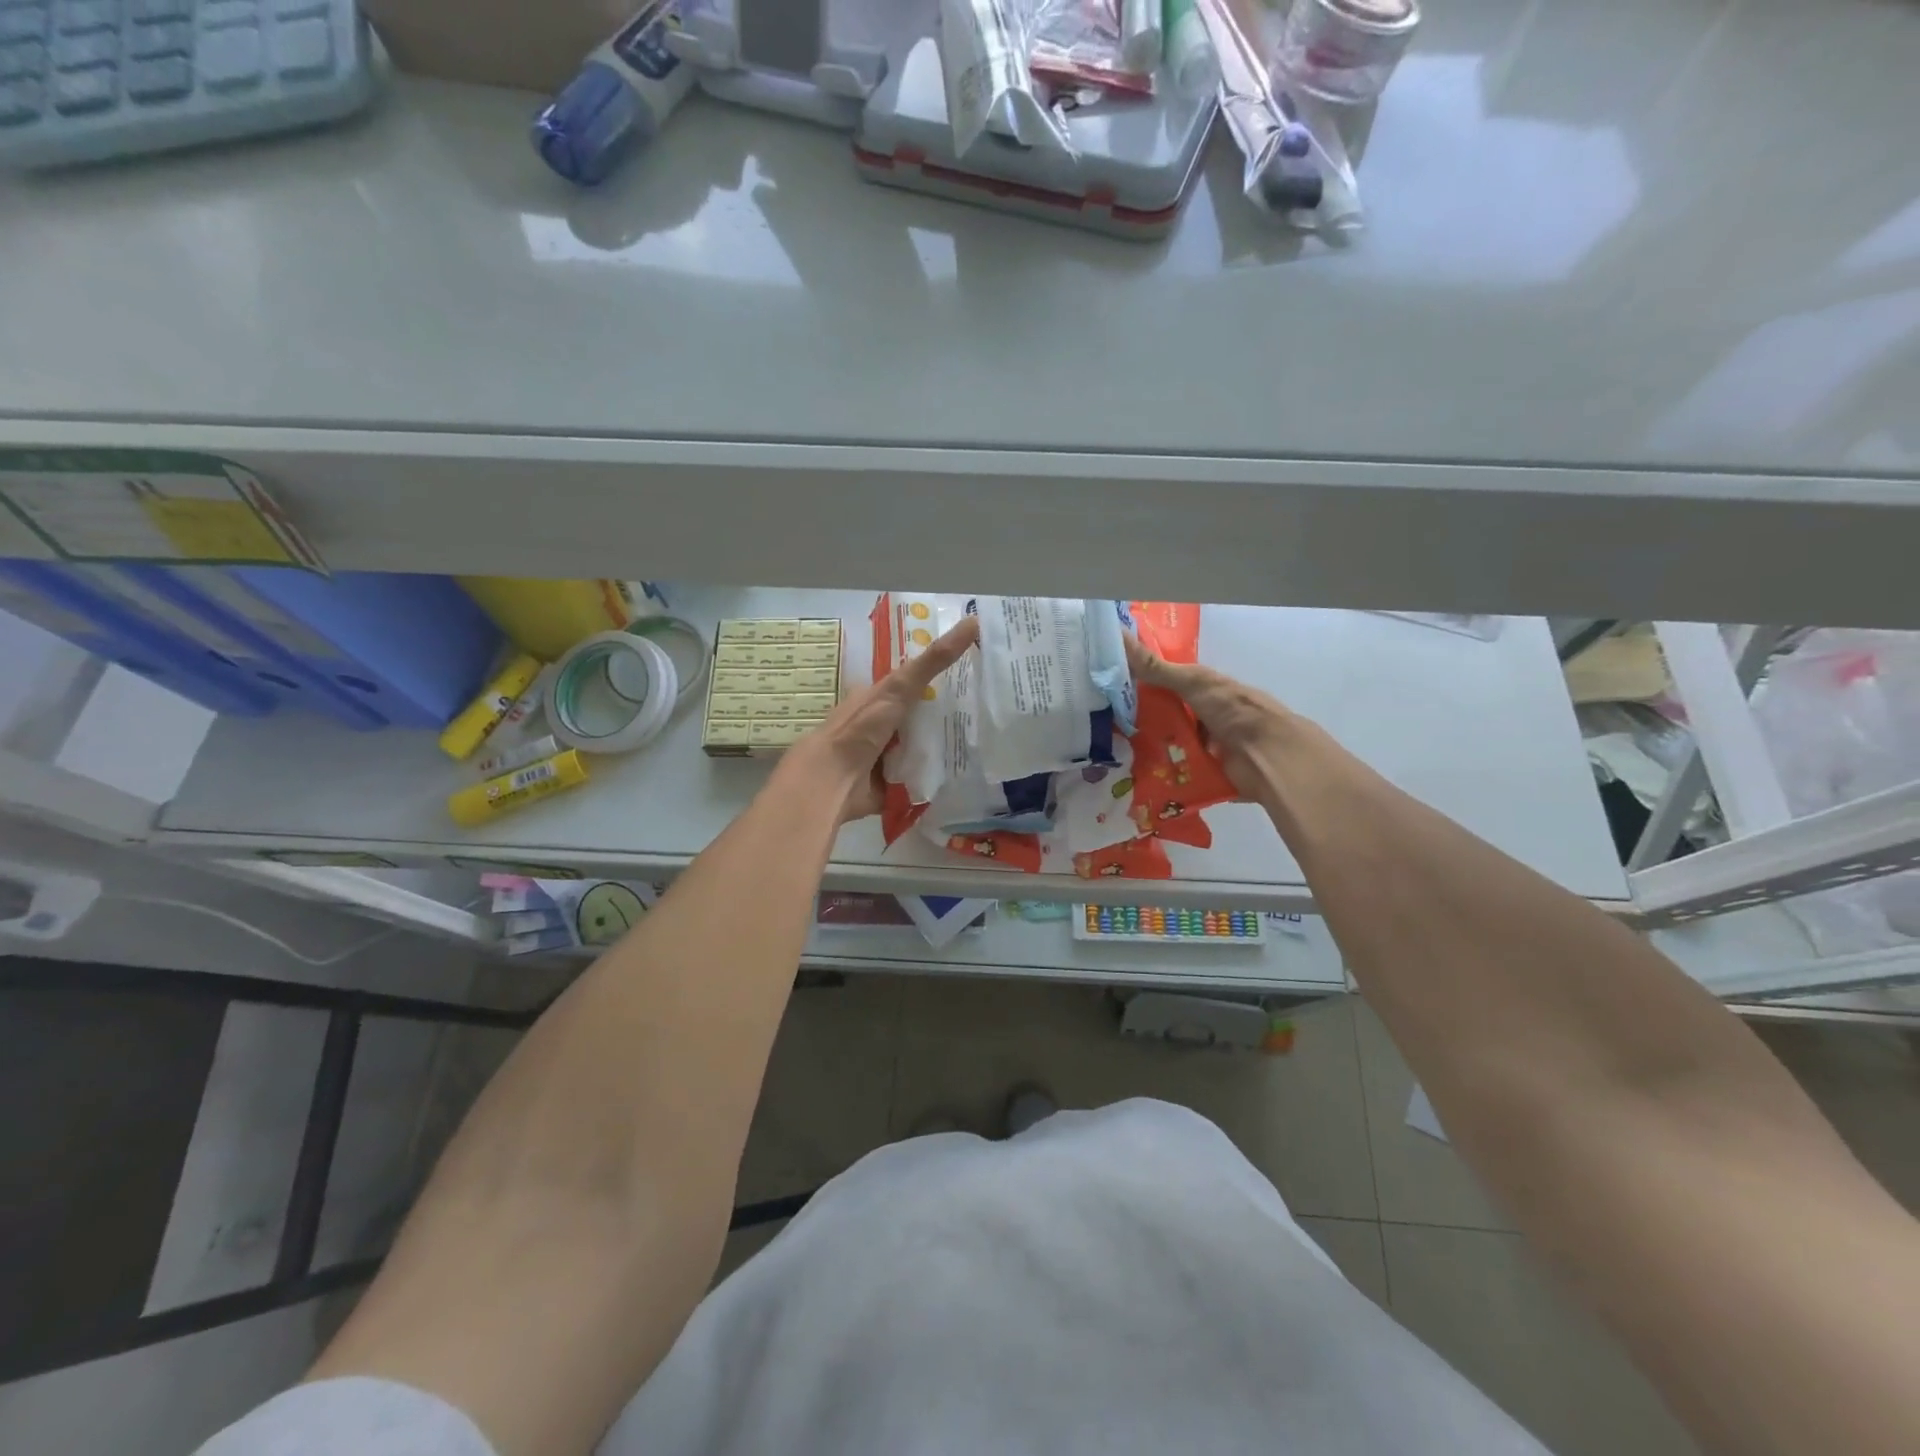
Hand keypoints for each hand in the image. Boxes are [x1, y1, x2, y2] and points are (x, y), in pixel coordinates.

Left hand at [796, 614, 980, 823]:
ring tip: (988, 739)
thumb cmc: (861, 729)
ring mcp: (890, 755)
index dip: (942, 676)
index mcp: (879, 699)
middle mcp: (884, 725)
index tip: (976, 672)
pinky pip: (925, 775)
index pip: (915, 682)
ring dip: (950, 746)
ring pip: (927, 746)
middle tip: (990, 709)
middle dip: (952, 715)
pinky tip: (970, 770)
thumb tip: (971, 621)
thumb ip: (932, 661)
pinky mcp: (896, 784)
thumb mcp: (898, 689)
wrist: (833, 783)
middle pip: (924, 716)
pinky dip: (942, 774)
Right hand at [1125, 633, 1298, 800]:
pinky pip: (1175, 770)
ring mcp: (1206, 745)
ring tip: (1111, 749)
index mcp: (1206, 689)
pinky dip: (1158, 771)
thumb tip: (1118, 633)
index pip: (1167, 683)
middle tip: (1103, 721)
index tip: (1109, 685)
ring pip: (1168, 744)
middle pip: (1165, 715)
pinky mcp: (1204, 772)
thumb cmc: (1233, 710)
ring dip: (1146, 747)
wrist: (1268, 756)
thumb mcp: (1193, 682)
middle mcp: (1205, 715)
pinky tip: (1131, 772)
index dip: (1140, 682)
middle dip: (1139, 719)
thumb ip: (1156, 667)